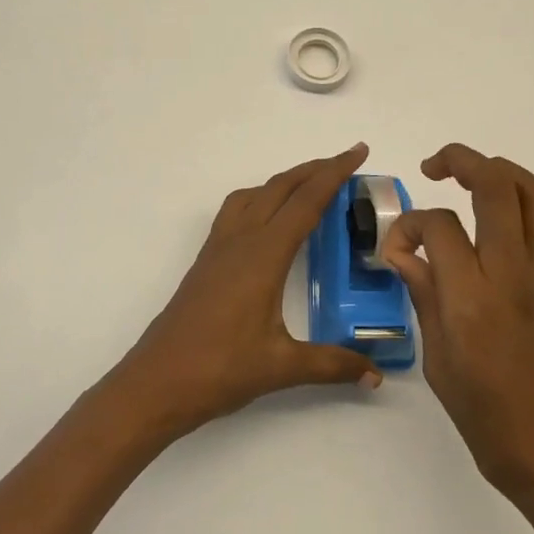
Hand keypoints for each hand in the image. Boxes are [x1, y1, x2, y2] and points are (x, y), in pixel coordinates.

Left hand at [109, 144, 382, 437]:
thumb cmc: (219, 369)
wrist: (157, 381)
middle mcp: (241, 239)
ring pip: (256, 194)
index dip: (334, 173)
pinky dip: (261, 198)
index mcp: (264, 254)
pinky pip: (237, 211)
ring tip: (311, 184)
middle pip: (281, 187)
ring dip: (286, 181)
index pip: (306, 202)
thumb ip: (332, 364)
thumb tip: (376, 375)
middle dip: (315, 168)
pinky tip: (270, 220)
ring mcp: (219, 247)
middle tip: (347, 161)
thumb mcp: (282, 367)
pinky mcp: (207, 260)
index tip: (358, 151)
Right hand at [383, 143, 533, 502]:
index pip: (438, 225)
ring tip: (476, 181)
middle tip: (434, 168)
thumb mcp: (438, 362)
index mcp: (473, 298)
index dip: (409, 226)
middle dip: (460, 160)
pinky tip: (522, 229)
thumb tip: (404, 253)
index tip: (398, 249)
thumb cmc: (489, 419)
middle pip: (495, 184)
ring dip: (503, 173)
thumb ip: (424, 296)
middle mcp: (515, 272)